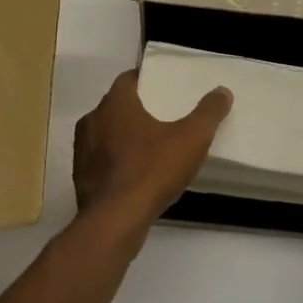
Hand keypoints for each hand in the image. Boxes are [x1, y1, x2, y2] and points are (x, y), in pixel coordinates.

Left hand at [73, 70, 231, 233]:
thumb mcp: (191, 139)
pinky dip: (116, 163)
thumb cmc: (151, 170)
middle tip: (162, 117)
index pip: (128, 80)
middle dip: (137, 110)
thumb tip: (222, 91)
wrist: (114, 223)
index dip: (146, 82)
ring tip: (151, 148)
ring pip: (106, 135)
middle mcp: (92, 120)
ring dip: (124, 138)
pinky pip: (101, 162)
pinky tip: (135, 176)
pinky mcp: (80, 179)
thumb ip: (208, 113)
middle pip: (116, 107)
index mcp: (115, 103)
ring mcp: (82, 151)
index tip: (163, 89)